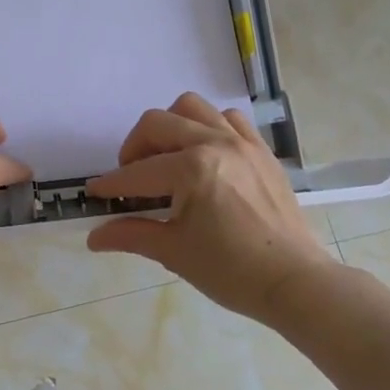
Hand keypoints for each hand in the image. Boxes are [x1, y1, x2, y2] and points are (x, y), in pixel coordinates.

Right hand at [86, 92, 332, 322]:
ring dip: (170, 126)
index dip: (111, 184)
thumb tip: (94, 238)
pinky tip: (204, 154)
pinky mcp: (261, 150)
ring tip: (166, 157)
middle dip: (134, 148)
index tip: (94, 193)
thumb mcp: (174, 252)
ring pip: (193, 108)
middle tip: (130, 177)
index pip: (137, 173)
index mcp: (192, 169)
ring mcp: (242, 142)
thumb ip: (131, 235)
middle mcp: (215, 143)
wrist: (295, 282)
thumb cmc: (231, 271)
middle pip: (157, 123)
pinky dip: (209, 126)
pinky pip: (229, 118)